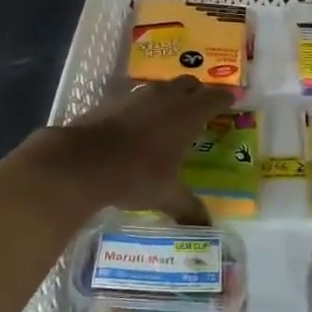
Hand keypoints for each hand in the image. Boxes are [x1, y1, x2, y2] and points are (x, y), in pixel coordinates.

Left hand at [24, 77, 234, 225]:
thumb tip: (206, 228)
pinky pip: (137, 96)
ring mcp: (137, 95)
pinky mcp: (112, 100)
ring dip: (170, 95)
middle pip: (189, 83)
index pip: (214, 98)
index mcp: (187, 115)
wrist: (81, 162)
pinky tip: (138, 124)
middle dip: (198, 92)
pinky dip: (144, 105)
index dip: (224, 99)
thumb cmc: (135, 175)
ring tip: (170, 115)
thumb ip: (188, 207)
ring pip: (162, 87)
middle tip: (202, 107)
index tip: (230, 102)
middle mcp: (166, 97)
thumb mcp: (166, 195)